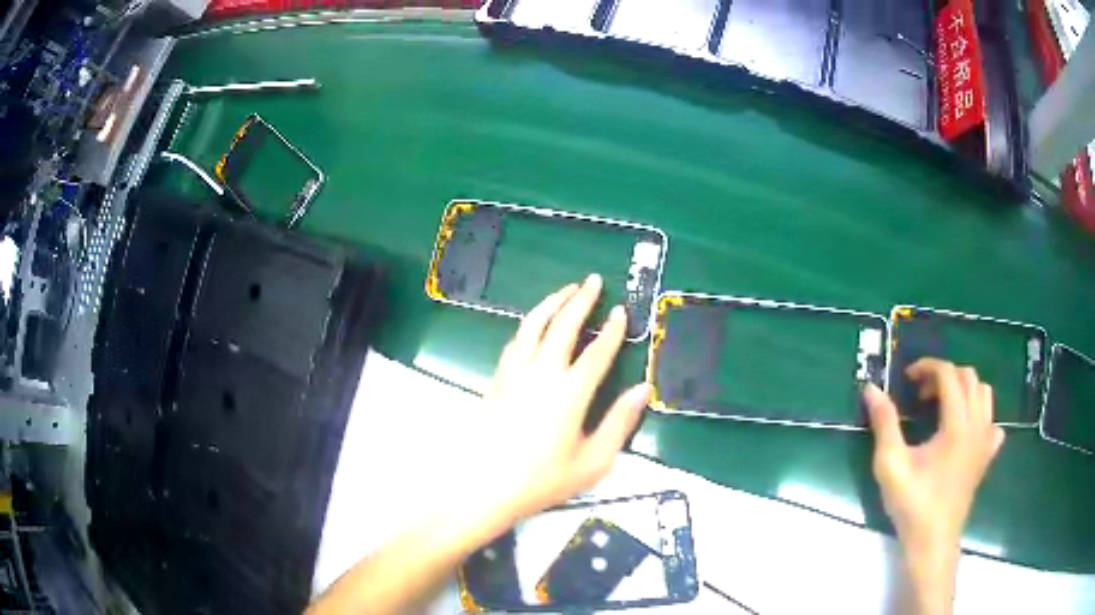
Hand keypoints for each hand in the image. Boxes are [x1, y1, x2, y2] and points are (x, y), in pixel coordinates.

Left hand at [476, 275, 649, 524]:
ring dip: (551, 303)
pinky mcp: (497, 379)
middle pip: (563, 326)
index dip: (612, 329)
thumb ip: (619, 424)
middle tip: (592, 281)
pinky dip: (530, 323)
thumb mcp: (592, 462)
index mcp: (570, 392)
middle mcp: (542, 373)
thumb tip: (642, 390)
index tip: (621, 310)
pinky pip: (516, 340)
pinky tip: (534, 323)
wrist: (483, 486)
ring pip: (533, 325)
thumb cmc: (542, 480)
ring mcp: (515, 373)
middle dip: (580, 300)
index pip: (597, 351)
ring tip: (565, 290)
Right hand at [864, 359, 1004, 613]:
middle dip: (945, 376)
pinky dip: (980, 415)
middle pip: (969, 377)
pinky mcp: (986, 456)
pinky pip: (992, 422)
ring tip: (943, 406)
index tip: (907, 378)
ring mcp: (986, 440)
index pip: (949, 374)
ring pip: (984, 394)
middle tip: (922, 394)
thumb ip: (884, 423)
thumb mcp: (891, 464)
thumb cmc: (913, 504)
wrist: (933, 541)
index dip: (927, 367)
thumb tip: (871, 388)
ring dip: (964, 390)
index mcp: (957, 423)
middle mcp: (977, 424)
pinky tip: (965, 430)